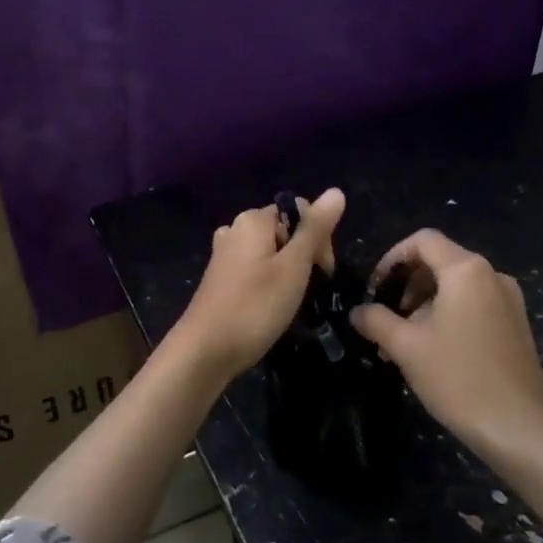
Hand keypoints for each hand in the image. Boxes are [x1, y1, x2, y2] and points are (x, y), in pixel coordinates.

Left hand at [171, 189, 346, 380]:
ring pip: (271, 251)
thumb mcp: (294, 266)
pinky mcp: (220, 276)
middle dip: (305, 254)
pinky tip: (271, 304)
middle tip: (309, 288)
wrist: (206, 351)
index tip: (323, 270)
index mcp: (253, 219)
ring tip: (291, 300)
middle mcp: (236, 228)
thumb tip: (336, 191)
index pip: (300, 211)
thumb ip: (315, 229)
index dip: (319, 236)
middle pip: (285, 229)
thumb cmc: (255, 306)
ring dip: (288, 270)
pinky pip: (255, 267)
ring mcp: (225, 253)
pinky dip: (269, 280)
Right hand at [349, 229, 542, 452]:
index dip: (392, 257)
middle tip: (386, 317)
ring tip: (405, 340)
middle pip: (440, 261)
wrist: (520, 429)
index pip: (423, 241)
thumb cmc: (459, 378)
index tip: (375, 287)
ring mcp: (508, 300)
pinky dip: (448, 315)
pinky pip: (474, 304)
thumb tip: (358, 311)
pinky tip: (433, 350)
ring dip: (425, 303)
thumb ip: (376, 320)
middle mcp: (491, 275)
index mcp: (466, 270)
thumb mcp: (406, 347)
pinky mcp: (515, 324)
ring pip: (456, 286)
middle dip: (407, 284)